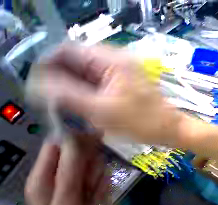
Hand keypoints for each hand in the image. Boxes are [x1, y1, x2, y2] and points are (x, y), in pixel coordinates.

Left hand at [25, 136, 108, 204]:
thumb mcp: (65, 201)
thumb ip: (69, 170)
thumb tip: (75, 138)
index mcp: (42, 175)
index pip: (57, 144)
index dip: (77, 140)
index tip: (97, 141)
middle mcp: (54, 174)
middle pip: (77, 155)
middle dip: (90, 166)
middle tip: (91, 182)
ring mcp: (68, 181)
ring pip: (90, 166)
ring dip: (96, 178)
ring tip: (92, 194)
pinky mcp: (80, 187)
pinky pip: (96, 178)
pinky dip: (100, 186)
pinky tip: (95, 197)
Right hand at [27, 43, 182, 145]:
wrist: (171, 129)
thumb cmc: (146, 122)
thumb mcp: (101, 110)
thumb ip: (65, 94)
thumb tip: (35, 82)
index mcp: (112, 60)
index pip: (66, 50)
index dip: (47, 65)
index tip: (35, 87)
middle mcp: (116, 62)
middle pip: (75, 63)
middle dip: (59, 81)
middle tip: (49, 103)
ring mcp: (122, 75)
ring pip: (85, 76)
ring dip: (71, 90)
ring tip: (63, 109)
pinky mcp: (125, 87)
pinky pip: (97, 86)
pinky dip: (85, 96)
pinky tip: (81, 109)